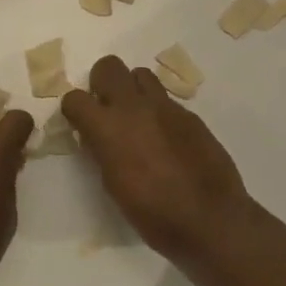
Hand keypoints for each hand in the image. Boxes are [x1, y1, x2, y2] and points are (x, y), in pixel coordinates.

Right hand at [62, 56, 257, 263]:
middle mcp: (134, 107)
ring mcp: (165, 107)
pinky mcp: (190, 114)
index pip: (75, 98)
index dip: (74, 110)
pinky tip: (166, 137)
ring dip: (133, 90)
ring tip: (137, 117)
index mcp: (108, 128)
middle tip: (107, 109)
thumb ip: (102, 150)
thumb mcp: (113, 185)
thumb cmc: (153, 214)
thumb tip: (97, 137)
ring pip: (140, 74)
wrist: (210, 219)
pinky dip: (158, 110)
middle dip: (102, 83)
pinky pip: (166, 99)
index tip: (80, 123)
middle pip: (109, 66)